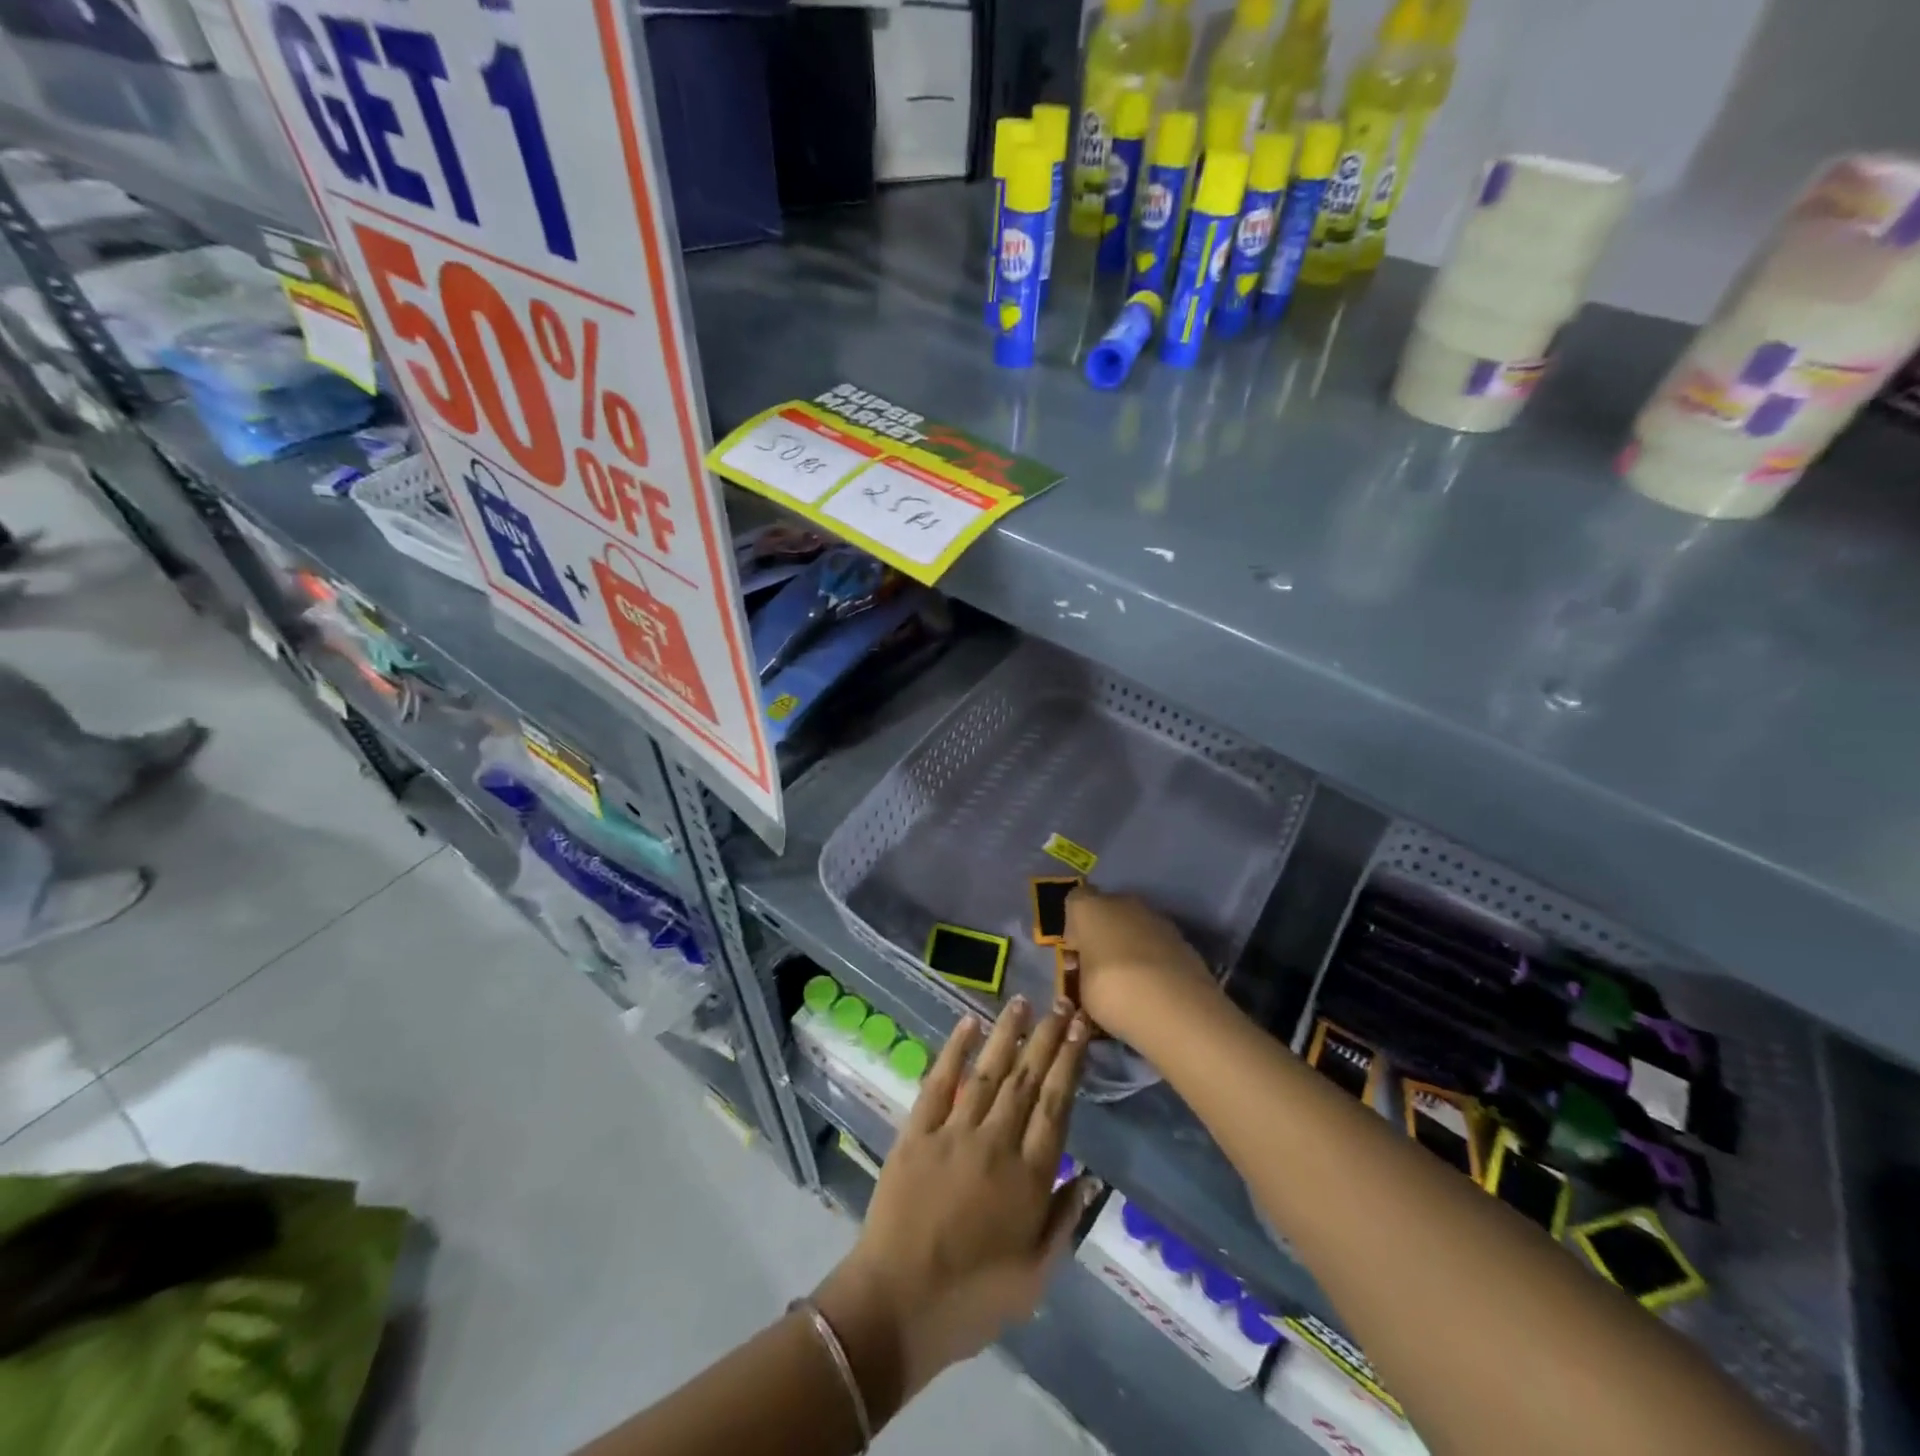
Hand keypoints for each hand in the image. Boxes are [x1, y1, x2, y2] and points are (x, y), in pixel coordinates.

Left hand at [815, 998, 1095, 1402]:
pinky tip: (968, 1022)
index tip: (1079, 1029)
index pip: (1056, 1106)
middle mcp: (996, 1143)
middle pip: (1027, 1079)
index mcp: (1029, 1178)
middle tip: (1061, 1003)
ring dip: (1007, 1033)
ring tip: (1022, 1002)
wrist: (897, 1305)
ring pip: (988, 1070)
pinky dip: (955, 1049)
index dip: (1069, 1063)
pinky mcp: (917, 1132)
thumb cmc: (972, 1299)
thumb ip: (1063, 1221)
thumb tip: (1088, 1176)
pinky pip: (939, 1082)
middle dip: (1046, 1038)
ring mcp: (954, 1133)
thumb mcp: (1034, 1277)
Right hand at [1062, 886, 1219, 1043]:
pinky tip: (1153, 984)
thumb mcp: (1081, 989)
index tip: (1076, 953)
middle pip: (1107, 910)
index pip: (1075, 901)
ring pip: (1134, 924)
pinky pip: (1156, 941)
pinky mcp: (1181, 937)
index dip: (1074, 926)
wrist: (1176, 1006)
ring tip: (1130, 980)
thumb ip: (1083, 971)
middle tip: (1101, 967)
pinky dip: (1153, 956)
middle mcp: (1122, 903)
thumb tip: (1090, 971)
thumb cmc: (1113, 992)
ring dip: (1129, 943)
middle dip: (1103, 933)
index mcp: (1090, 908)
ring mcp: (1156, 917)